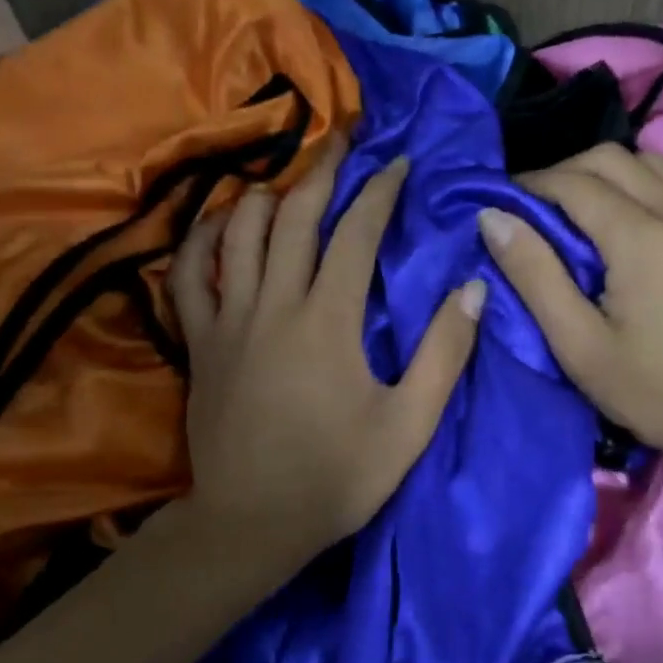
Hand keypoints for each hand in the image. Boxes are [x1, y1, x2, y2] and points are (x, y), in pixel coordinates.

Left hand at [167, 133, 484, 587]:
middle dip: (323, 170)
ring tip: (290, 178)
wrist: (252, 523)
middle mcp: (274, 305)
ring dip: (267, 194)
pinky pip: (189, 274)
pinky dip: (203, 239)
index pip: (356, 233)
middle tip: (343, 139)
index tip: (400, 163)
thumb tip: (472, 289)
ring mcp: (228, 321)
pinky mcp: (199, 343)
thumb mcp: (409, 425)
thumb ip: (443, 354)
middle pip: (294, 216)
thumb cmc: (337, 477)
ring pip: (239, 232)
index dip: (380, 191)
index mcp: (328, 320)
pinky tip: (219, 224)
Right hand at [479, 143, 662, 489]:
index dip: (530, 186)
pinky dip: (642, 185)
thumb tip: (493, 218)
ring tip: (578, 214)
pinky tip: (627, 223)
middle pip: (611, 158)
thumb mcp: (579, 345)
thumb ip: (534, 275)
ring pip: (649, 162)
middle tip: (535, 211)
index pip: (574, 182)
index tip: (502, 207)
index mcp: (641, 237)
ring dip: (605, 174)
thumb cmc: (655, 391)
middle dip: (564, 173)